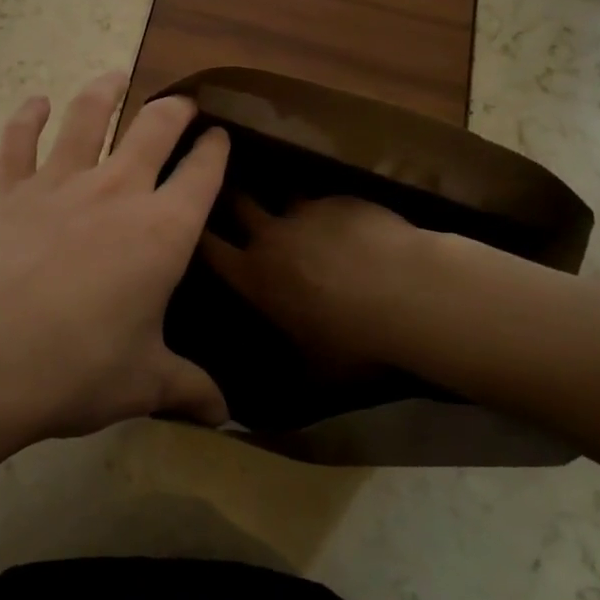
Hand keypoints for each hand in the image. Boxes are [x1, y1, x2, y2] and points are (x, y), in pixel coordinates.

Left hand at [0, 72, 230, 457]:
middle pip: (154, 128)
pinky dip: (28, 116)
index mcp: (162, 230)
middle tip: (183, 103)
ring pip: (88, 116)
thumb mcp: (140, 384)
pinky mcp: (6, 190)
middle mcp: (116, 191)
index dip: (217, 149)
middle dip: (174, 110)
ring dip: (105, 91)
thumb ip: (187, 389)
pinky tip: (35, 102)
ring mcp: (58, 184)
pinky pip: (19, 140)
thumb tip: (227, 415)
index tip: (222, 135)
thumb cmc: (71, 370)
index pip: (203, 173)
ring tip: (115, 75)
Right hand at [201, 195, 421, 369]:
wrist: (408, 293)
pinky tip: (350, 226)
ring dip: (286, 207)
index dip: (196, 235)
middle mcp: (272, 236)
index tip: (191, 226)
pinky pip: (326, 201)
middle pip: (237, 202)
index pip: (208, 247)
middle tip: (229, 195)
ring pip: (284, 198)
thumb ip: (285, 373)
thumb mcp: (315, 373)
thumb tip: (261, 404)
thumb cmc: (354, 340)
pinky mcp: (342, 200)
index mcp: (255, 277)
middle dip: (229, 197)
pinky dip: (330, 211)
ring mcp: (308, 212)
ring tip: (301, 218)